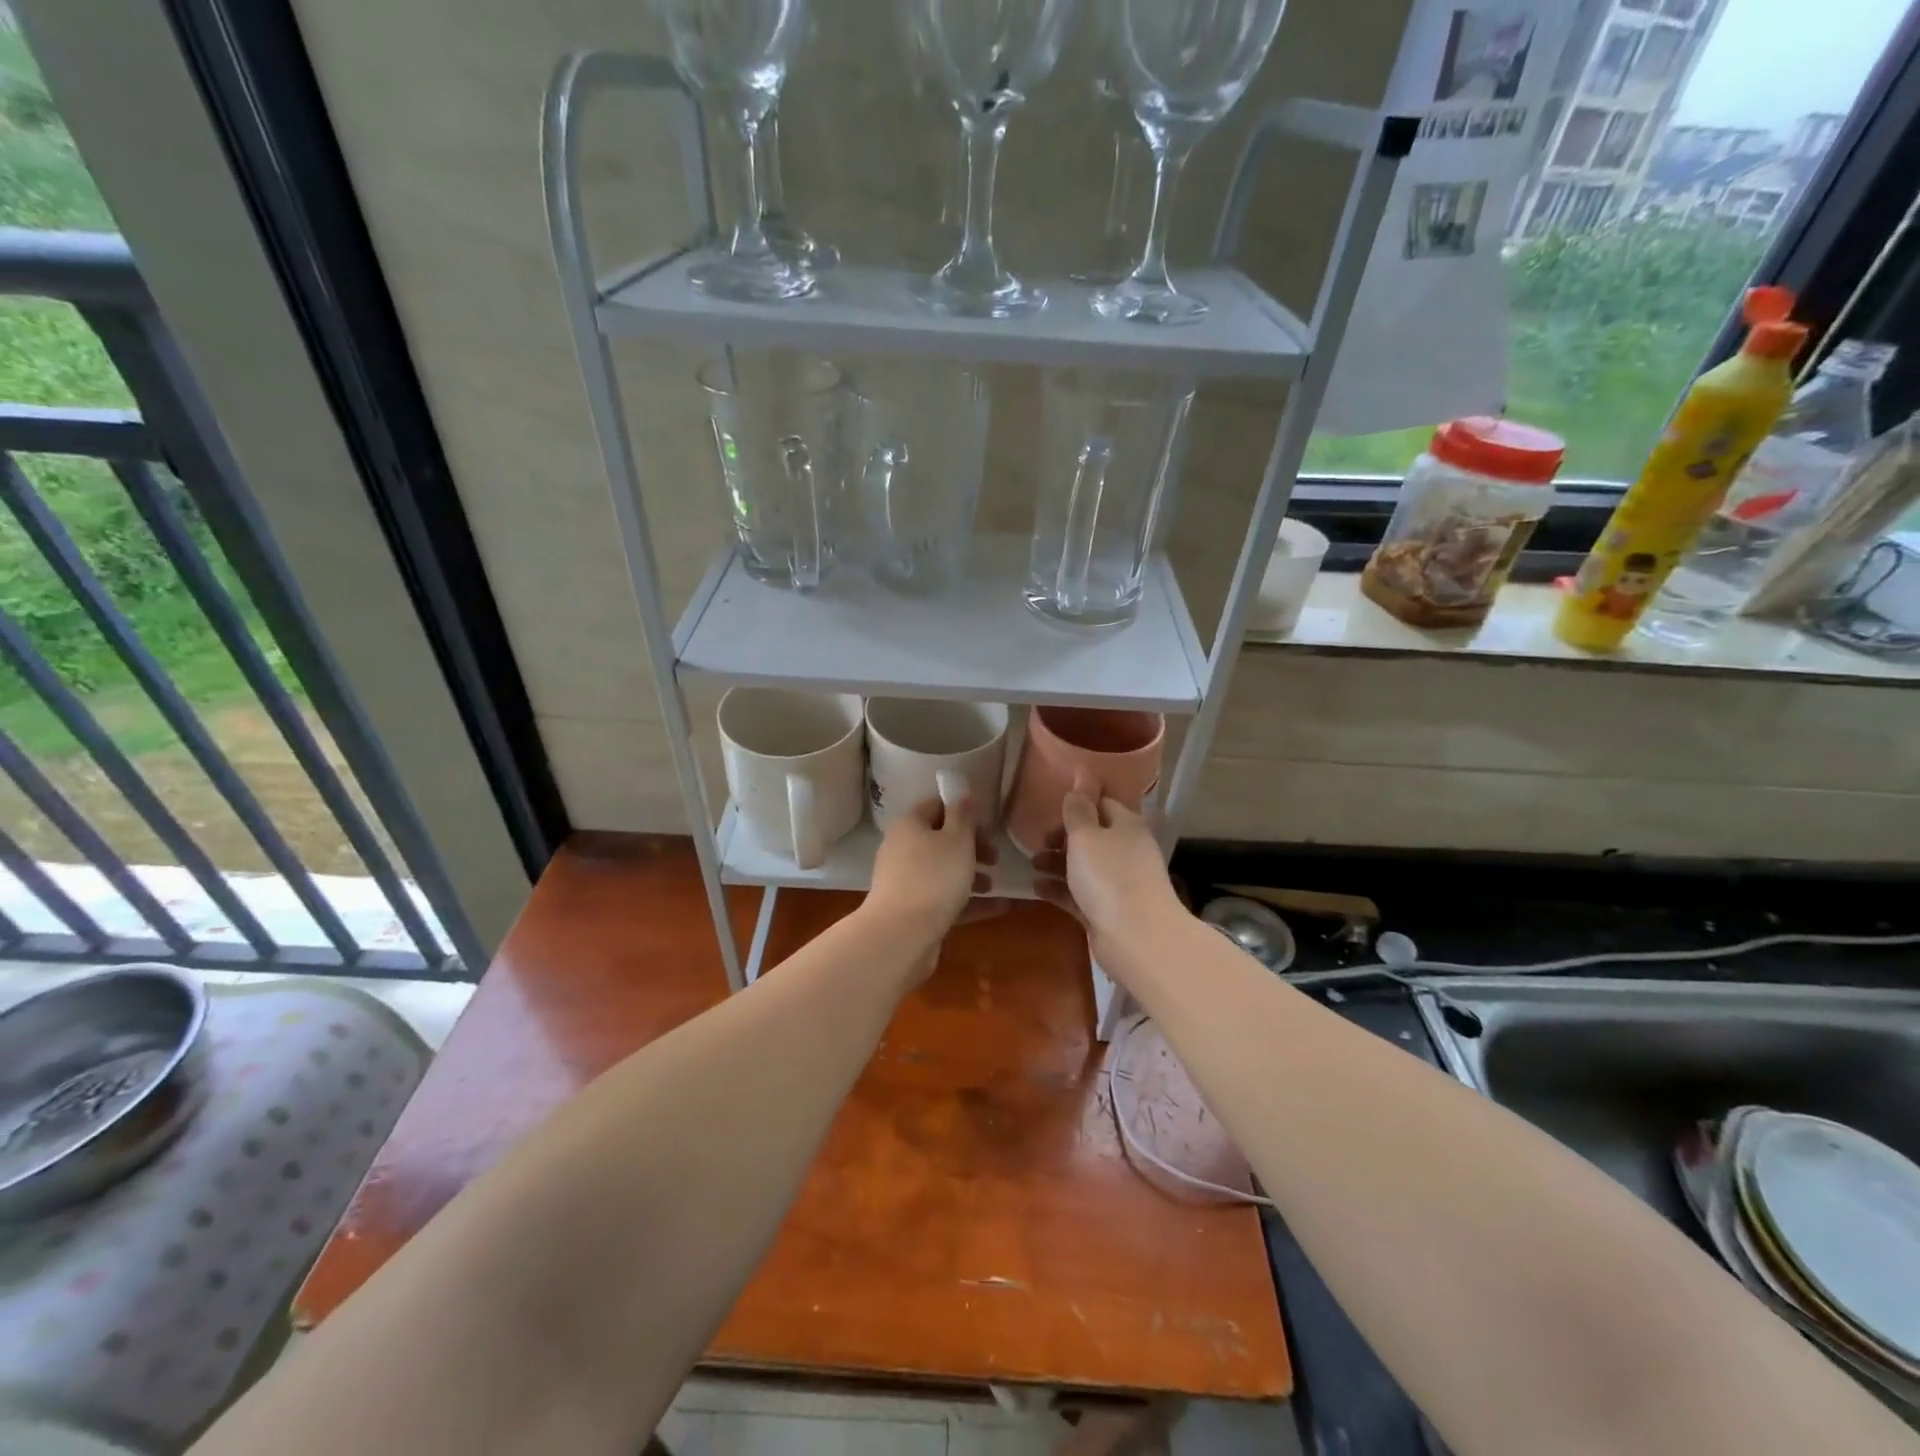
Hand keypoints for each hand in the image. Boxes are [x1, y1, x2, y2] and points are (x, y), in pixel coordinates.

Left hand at [864, 793, 994, 950]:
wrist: (902, 935)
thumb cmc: (934, 877)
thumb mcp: (957, 840)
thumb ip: (962, 815)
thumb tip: (960, 792)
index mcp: (910, 825)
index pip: (937, 806)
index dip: (964, 811)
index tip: (988, 827)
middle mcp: (902, 849)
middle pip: (940, 840)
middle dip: (971, 847)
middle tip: (995, 857)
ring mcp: (905, 881)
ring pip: (942, 871)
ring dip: (971, 875)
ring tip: (995, 886)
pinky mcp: (912, 910)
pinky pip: (944, 899)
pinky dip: (969, 901)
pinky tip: (999, 908)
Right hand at [1032, 772, 1181, 954]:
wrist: (1137, 939)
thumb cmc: (1109, 877)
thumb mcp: (1086, 836)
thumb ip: (1079, 808)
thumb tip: (1082, 773)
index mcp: (1126, 825)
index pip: (1101, 804)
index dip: (1076, 804)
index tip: (1050, 812)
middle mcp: (1125, 850)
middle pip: (1091, 836)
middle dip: (1062, 837)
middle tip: (1039, 842)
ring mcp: (1117, 883)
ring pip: (1083, 865)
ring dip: (1056, 863)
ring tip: (1032, 864)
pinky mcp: (1106, 910)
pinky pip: (1078, 893)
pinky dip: (1059, 889)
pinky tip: (1036, 888)